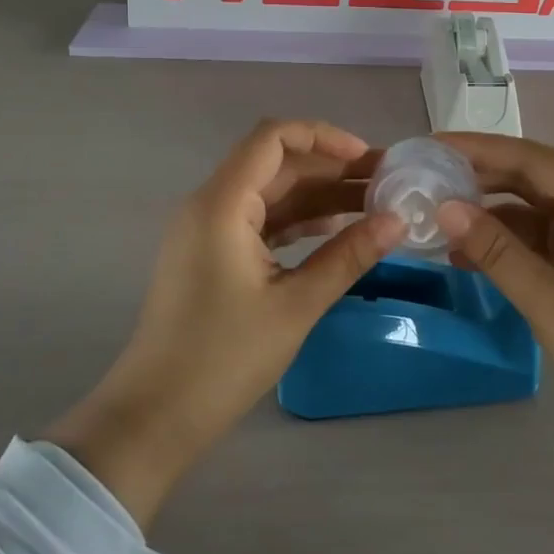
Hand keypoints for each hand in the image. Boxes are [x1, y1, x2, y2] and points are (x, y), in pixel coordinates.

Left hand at [44, 120, 402, 528]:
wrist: (155, 416)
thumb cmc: (223, 358)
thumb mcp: (295, 305)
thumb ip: (348, 256)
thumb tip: (398, 222)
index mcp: (222, 203)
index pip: (273, 137)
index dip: (323, 136)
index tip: (367, 156)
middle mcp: (211, 204)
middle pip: (276, 164)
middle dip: (330, 168)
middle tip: (384, 181)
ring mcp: (208, 230)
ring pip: (270, 193)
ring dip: (317, 195)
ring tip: (371, 205)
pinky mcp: (211, 254)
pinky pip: (259, 220)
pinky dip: (297, 220)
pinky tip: (336, 231)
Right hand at [435, 133, 553, 535]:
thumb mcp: (546, 297)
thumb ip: (494, 249)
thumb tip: (444, 208)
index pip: (530, 157)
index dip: (478, 148)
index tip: (431, 145)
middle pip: (531, 177)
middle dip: (479, 179)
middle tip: (426, 179)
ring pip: (532, 207)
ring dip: (489, 215)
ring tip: (437, 220)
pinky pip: (541, 235)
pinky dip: (508, 241)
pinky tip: (469, 254)